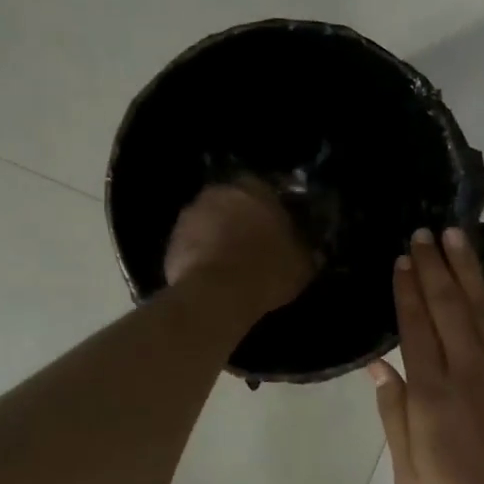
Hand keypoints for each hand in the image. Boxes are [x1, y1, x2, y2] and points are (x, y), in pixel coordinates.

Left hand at [164, 178, 315, 315]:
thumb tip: (311, 251)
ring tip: (232, 262)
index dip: (272, 209)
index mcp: (255, 189)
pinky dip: (201, 254)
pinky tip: (213, 275)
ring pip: (210, 221)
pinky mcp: (172, 241)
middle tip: (254, 244)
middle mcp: (219, 192)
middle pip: (233, 201)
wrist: (216, 296)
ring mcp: (190, 215)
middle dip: (242, 219)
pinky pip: (193, 244)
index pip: (266, 188)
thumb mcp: (302, 264)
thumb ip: (304, 249)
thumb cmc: (266, 270)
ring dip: (219, 235)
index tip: (279, 228)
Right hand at [369, 228, 483, 483]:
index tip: (402, 259)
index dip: (407, 290)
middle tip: (425, 232)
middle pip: (447, 307)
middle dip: (434, 266)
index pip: (415, 327)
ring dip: (470, 271)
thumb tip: (378, 367)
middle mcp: (467, 372)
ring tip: (458, 237)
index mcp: (431, 394)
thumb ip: (395, 415)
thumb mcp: (409, 473)